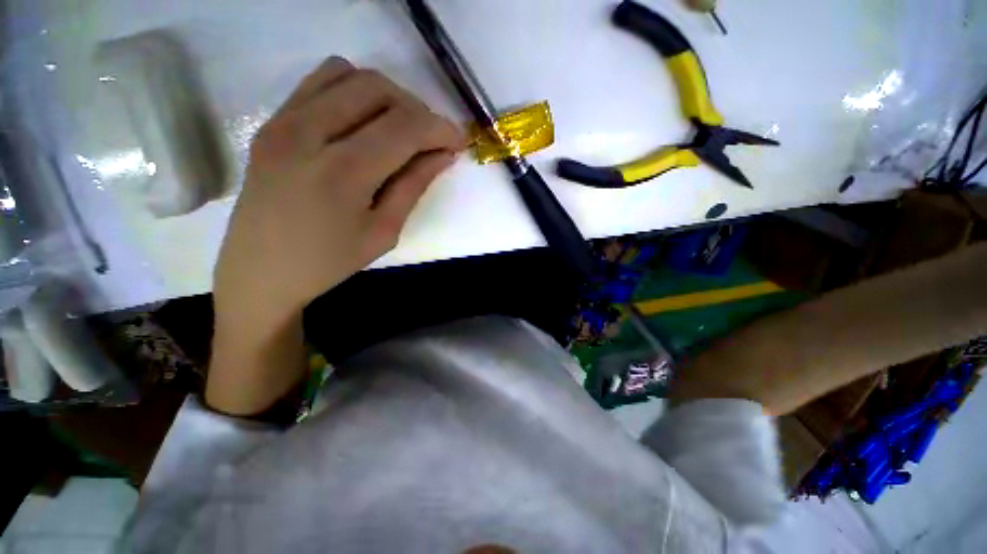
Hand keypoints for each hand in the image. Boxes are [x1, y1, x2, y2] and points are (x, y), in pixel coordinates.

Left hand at [214, 56, 465, 326]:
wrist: (261, 269)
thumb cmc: (330, 261)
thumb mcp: (384, 232)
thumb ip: (415, 185)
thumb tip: (444, 153)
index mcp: (343, 172)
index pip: (405, 126)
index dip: (441, 128)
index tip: (458, 142)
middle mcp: (309, 132)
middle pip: (379, 89)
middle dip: (417, 110)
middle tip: (430, 140)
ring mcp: (284, 120)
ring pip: (350, 74)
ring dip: (387, 96)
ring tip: (399, 129)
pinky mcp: (273, 120)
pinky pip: (320, 81)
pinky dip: (353, 91)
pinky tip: (364, 122)